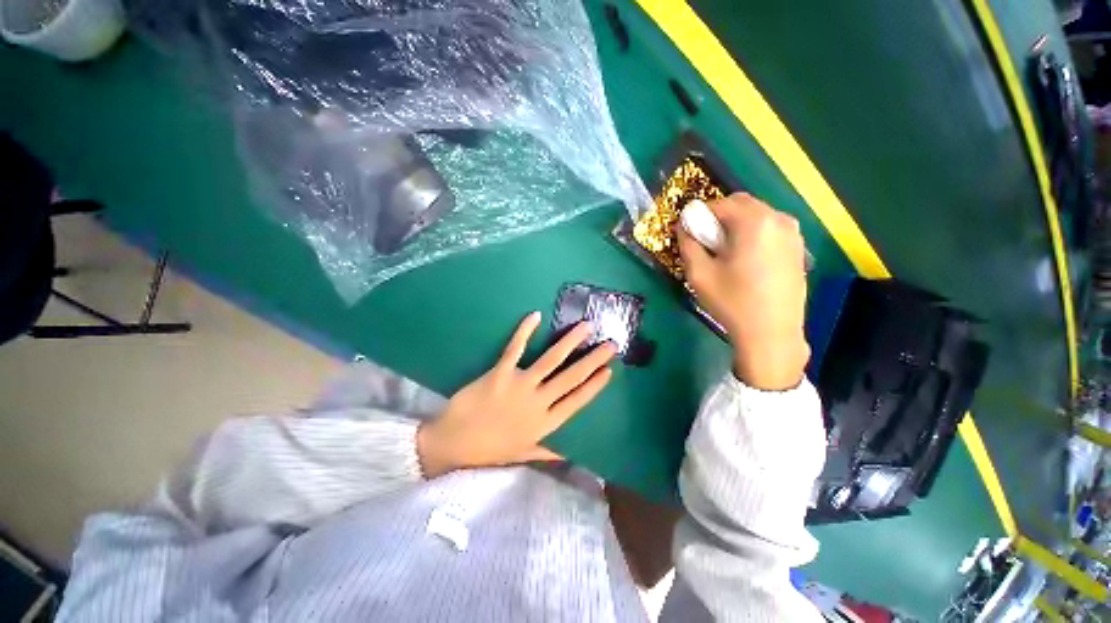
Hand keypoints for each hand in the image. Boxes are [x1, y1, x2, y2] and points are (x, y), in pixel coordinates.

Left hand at [417, 312, 615, 477]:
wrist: (453, 443)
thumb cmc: (489, 449)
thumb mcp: (522, 454)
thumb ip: (546, 452)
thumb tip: (567, 455)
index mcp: (545, 423)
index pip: (577, 401)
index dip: (595, 385)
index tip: (609, 370)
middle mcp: (538, 402)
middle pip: (571, 377)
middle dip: (592, 360)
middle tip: (610, 344)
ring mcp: (519, 386)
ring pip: (551, 360)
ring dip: (570, 342)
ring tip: (586, 327)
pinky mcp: (500, 373)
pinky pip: (515, 349)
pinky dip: (525, 331)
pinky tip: (535, 315)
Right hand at [678, 193, 809, 390]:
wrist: (771, 333)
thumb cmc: (732, 302)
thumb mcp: (699, 274)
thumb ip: (688, 244)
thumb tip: (683, 227)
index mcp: (754, 222)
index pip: (719, 203)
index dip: (699, 215)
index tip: (689, 234)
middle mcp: (779, 219)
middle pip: (741, 203)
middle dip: (718, 216)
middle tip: (706, 242)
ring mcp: (793, 233)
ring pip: (757, 215)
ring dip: (736, 224)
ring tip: (725, 253)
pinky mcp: (798, 248)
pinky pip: (769, 228)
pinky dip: (752, 233)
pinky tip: (745, 260)